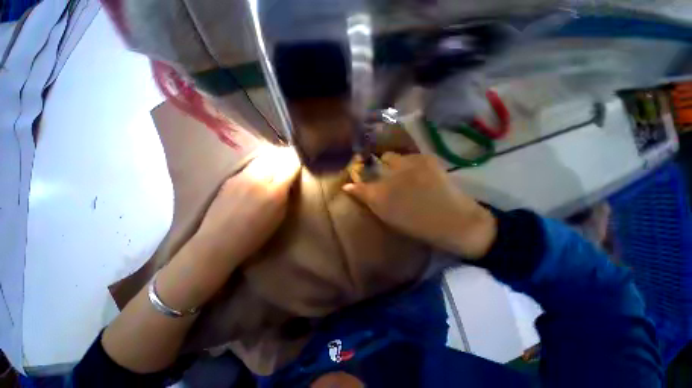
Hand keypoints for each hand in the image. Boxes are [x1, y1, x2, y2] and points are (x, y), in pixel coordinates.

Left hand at [194, 145, 300, 263]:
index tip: (299, 166)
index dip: (297, 163)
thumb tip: (289, 182)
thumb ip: (286, 195)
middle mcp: (258, 178)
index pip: (290, 165)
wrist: (218, 241)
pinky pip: (250, 166)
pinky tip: (259, 177)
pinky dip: (259, 167)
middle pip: (276, 157)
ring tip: (274, 168)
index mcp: (275, 191)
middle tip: (288, 165)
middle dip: (285, 159)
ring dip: (272, 161)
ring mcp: (242, 176)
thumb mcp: (279, 217)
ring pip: (262, 159)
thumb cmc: (255, 235)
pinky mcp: (231, 178)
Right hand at [344, 153, 495, 258]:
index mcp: (381, 194)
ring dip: (393, 165)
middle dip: (377, 168)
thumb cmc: (419, 225)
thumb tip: (348, 187)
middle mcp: (391, 175)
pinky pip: (409, 156)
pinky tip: (416, 174)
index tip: (355, 180)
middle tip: (385, 178)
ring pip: (392, 157)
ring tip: (403, 175)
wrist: (456, 222)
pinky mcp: (426, 159)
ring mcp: (409, 164)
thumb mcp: (388, 217)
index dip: (356, 180)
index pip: (359, 183)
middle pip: (376, 163)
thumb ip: (368, 200)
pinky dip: (409, 164)